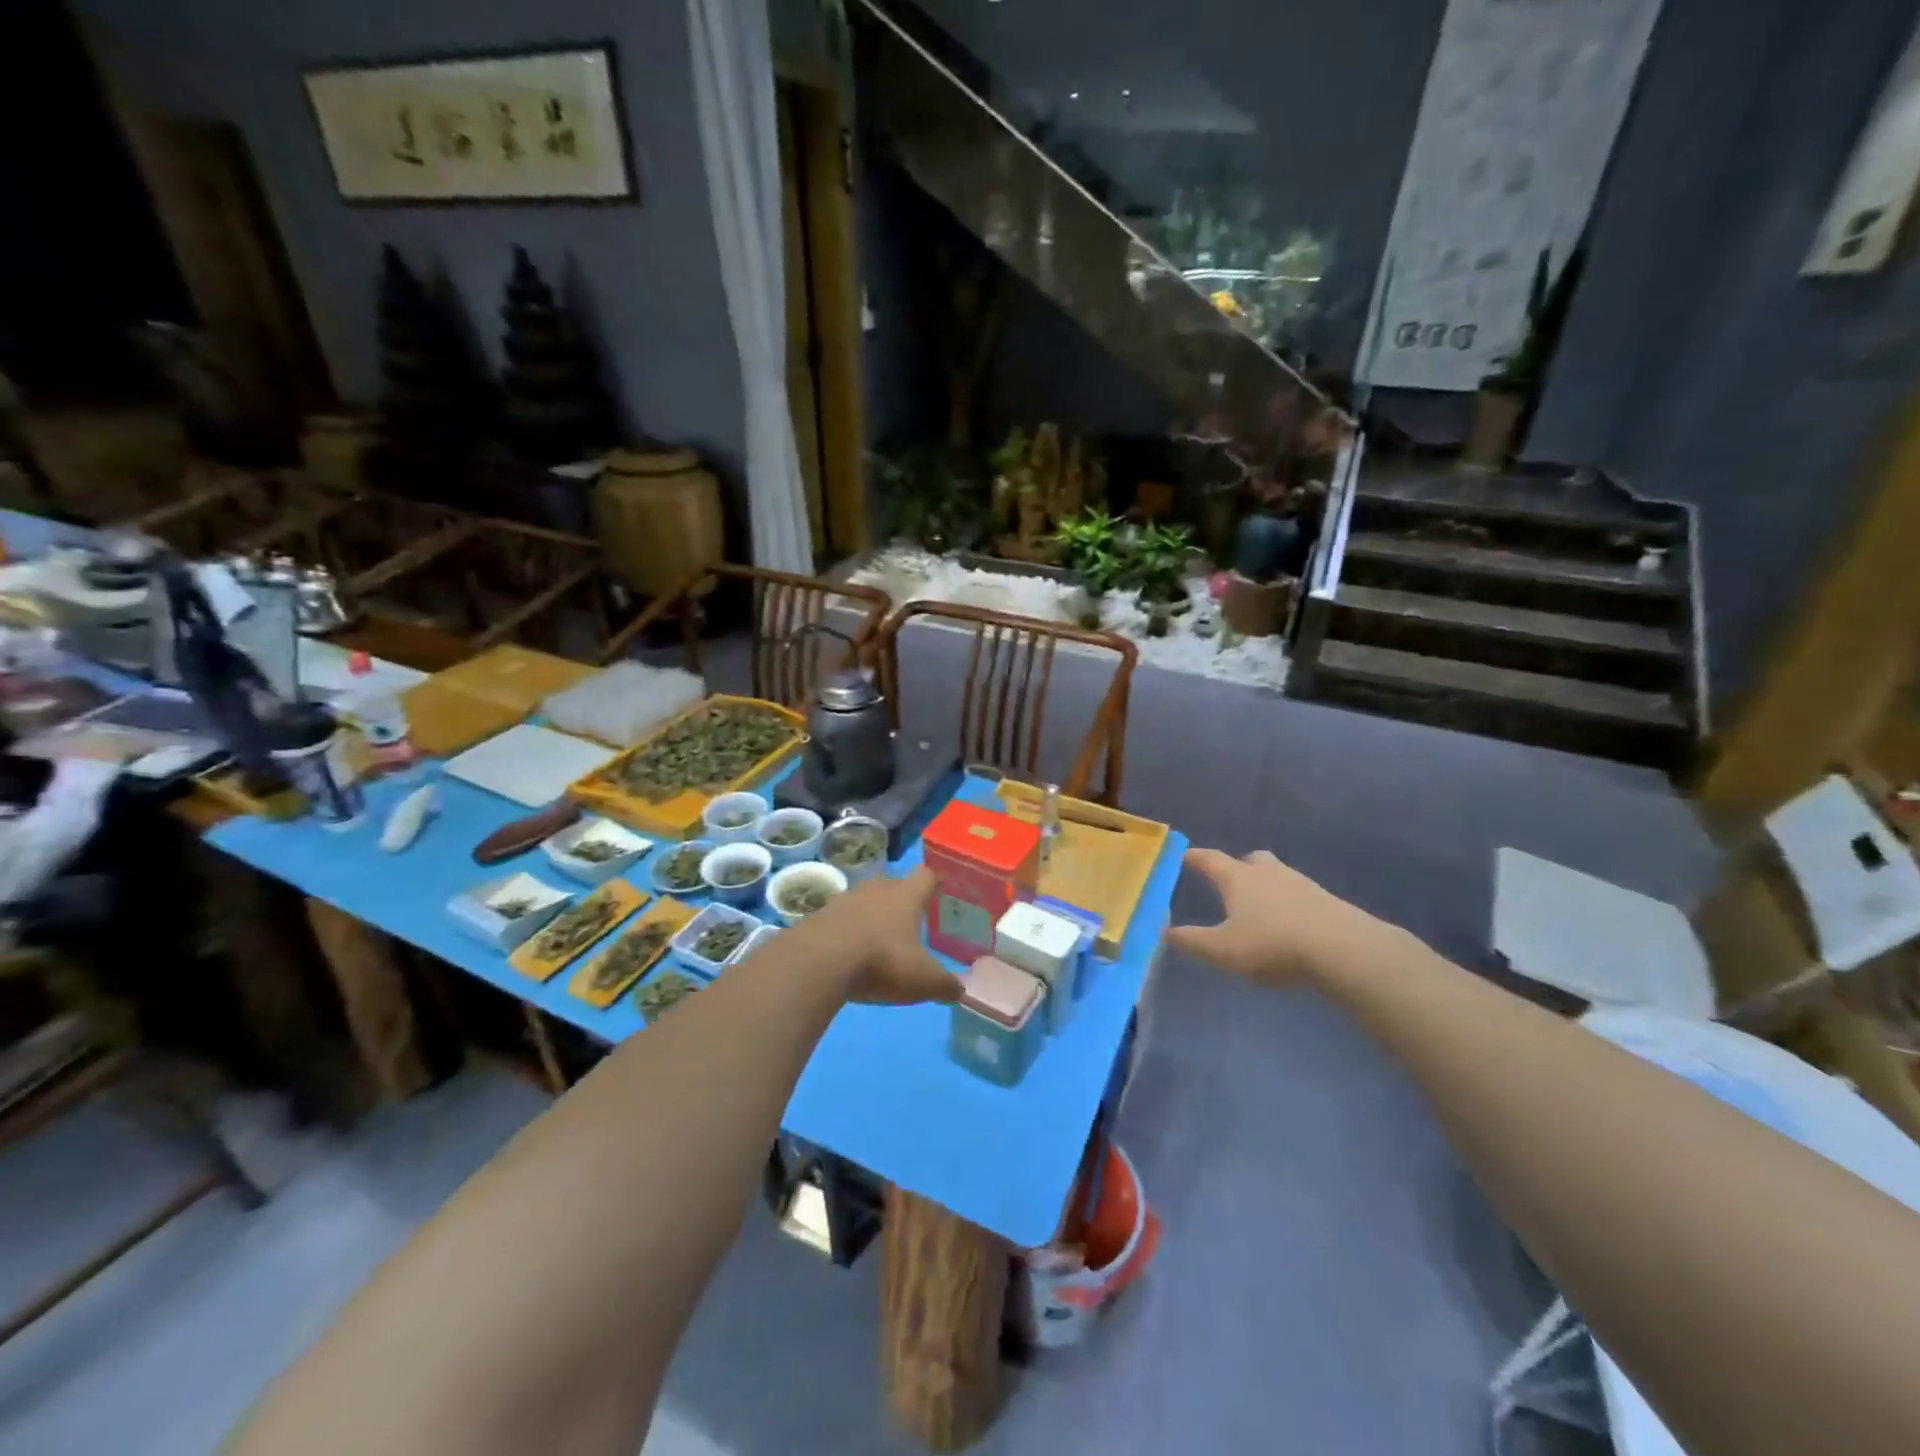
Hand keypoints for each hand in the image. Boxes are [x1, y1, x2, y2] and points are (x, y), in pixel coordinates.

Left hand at [789, 866, 960, 1007]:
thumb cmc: (882, 961)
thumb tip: (960, 991)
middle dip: (901, 899)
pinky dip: (846, 931)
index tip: (940, 889)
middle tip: (909, 918)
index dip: (935, 882)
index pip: (926, 875)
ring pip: (864, 900)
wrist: (818, 962)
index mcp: (906, 895)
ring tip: (877, 937)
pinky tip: (848, 952)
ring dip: (871, 914)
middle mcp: (876, 889)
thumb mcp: (923, 980)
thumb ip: (945, 985)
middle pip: (893, 884)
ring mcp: (844, 899)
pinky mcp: (818, 916)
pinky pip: (839, 919)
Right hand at [1169, 847, 1410, 986]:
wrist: (1342, 949)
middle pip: (1251, 860)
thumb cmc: (1272, 944)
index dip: (1195, 857)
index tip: (1184, 854)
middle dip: (1238, 867)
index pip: (1210, 860)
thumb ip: (1192, 941)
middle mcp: (1268, 873)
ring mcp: (1301, 884)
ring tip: (1260, 909)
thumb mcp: (1223, 950)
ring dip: (1266, 886)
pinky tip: (1289, 926)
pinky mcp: (1326, 901)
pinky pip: (1299, 895)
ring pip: (1277, 876)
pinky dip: (1289, 905)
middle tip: (1230, 880)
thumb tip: (1164, 930)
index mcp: (1238, 878)